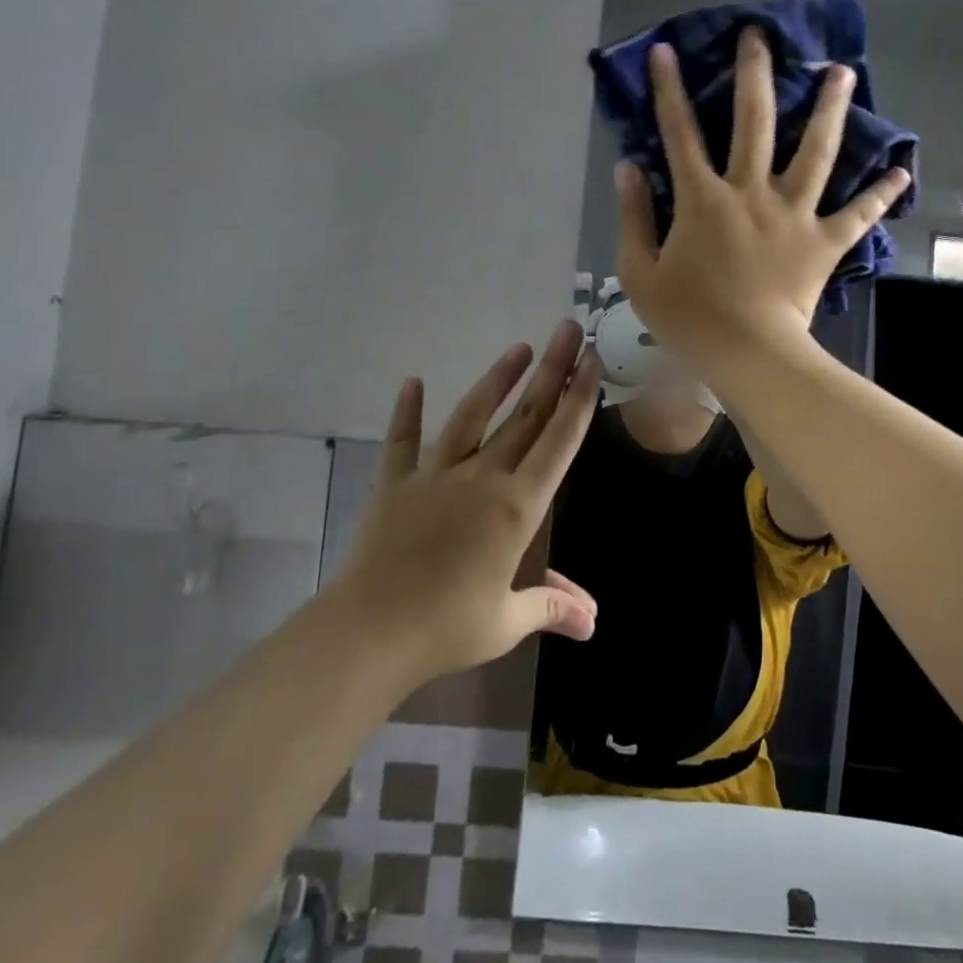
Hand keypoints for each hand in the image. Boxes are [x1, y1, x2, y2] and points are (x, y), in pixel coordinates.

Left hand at [333, 320, 601, 687]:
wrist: (369, 632)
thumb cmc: (446, 627)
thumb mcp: (506, 622)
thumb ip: (551, 608)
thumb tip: (592, 624)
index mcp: (517, 507)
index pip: (558, 442)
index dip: (578, 399)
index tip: (592, 362)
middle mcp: (482, 478)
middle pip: (525, 416)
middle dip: (552, 370)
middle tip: (569, 330)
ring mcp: (436, 475)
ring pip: (472, 416)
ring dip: (498, 379)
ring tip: (519, 346)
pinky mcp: (395, 483)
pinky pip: (402, 441)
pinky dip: (406, 411)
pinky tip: (411, 381)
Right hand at [615, 27, 910, 358]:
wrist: (747, 354)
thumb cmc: (688, 317)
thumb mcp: (639, 272)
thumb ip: (633, 216)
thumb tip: (629, 166)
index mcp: (703, 200)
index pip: (679, 133)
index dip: (668, 89)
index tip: (665, 50)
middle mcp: (751, 193)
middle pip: (755, 122)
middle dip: (755, 74)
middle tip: (760, 35)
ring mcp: (794, 214)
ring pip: (816, 152)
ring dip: (829, 109)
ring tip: (842, 71)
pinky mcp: (825, 242)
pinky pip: (858, 214)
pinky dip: (879, 194)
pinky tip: (901, 172)